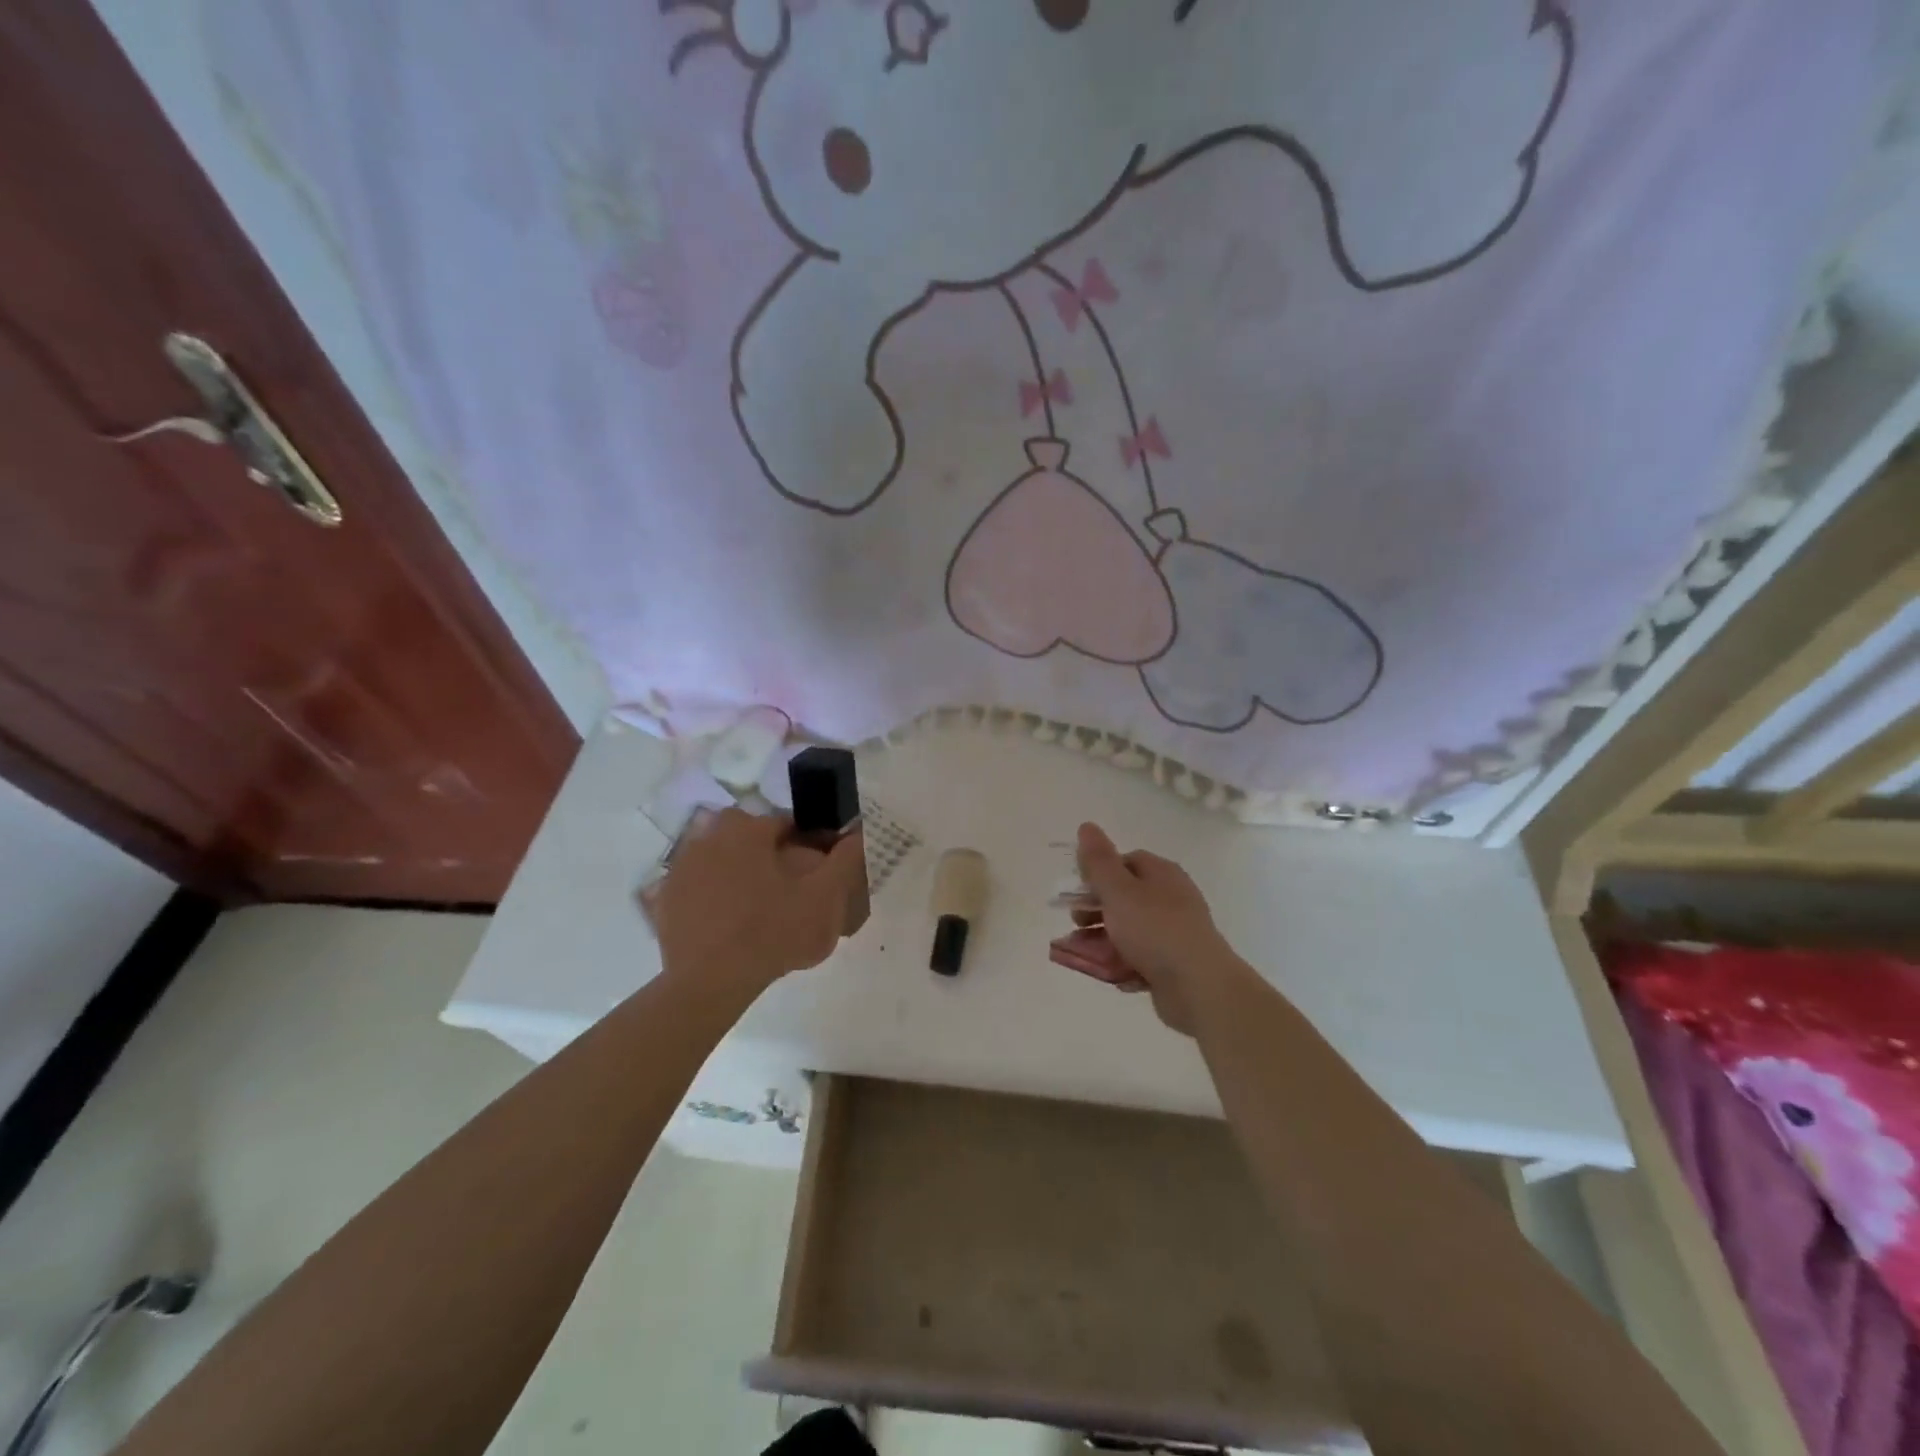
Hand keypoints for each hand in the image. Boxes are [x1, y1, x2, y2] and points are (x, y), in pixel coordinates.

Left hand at [651, 808, 865, 998]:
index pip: (787, 824)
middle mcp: (709, 837)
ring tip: (758, 908)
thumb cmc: (773, 932)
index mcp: (747, 830)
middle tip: (787, 890)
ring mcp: (681, 867)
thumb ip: (845, 860)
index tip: (817, 873)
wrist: (711, 983)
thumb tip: (859, 832)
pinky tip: (727, 921)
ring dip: (738, 871)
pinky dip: (711, 895)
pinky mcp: (663, 898)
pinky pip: (696, 886)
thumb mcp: (823, 897)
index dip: (808, 845)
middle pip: (749, 838)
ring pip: (721, 858)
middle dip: (768, 854)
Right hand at [1062, 822, 1248, 1035]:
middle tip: (1076, 925)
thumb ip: (1098, 861)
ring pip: (1130, 931)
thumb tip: (1087, 826)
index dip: (1099, 874)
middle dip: (1095, 912)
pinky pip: (1143, 958)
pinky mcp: (1175, 963)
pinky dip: (1125, 964)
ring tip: (1083, 956)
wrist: (1199, 986)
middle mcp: (1171, 898)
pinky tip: (1114, 975)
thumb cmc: (1154, 930)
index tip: (1078, 892)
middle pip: (1125, 898)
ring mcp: (1175, 932)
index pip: (1126, 861)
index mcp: (1161, 874)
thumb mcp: (1118, 890)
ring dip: (1103, 941)